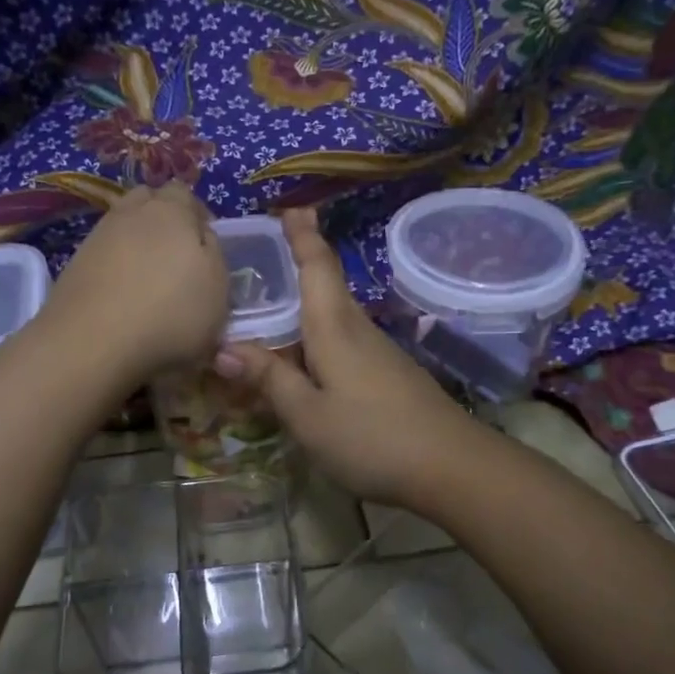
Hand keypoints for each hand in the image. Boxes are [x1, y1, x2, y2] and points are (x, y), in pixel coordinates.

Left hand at [42, 184, 229, 392]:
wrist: (92, 342)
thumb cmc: (170, 315)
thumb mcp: (218, 289)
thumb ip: (214, 255)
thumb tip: (202, 237)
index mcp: (172, 210)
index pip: (185, 194)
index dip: (197, 215)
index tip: (205, 246)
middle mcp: (131, 213)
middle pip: (149, 202)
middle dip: (164, 220)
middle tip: (177, 256)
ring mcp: (98, 236)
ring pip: (124, 225)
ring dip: (138, 244)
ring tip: (149, 279)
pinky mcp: (75, 263)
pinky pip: (104, 253)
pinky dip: (116, 266)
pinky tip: (123, 296)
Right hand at [216, 208, 486, 507]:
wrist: (450, 467)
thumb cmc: (370, 437)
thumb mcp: (307, 415)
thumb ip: (269, 379)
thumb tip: (224, 348)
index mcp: (334, 329)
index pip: (317, 267)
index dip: (303, 235)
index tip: (291, 206)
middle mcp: (358, 330)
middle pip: (328, 287)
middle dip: (302, 265)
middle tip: (267, 256)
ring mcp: (379, 354)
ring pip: (336, 318)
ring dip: (308, 306)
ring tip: (275, 309)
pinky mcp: (391, 376)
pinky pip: (346, 344)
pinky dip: (321, 339)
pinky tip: (308, 360)